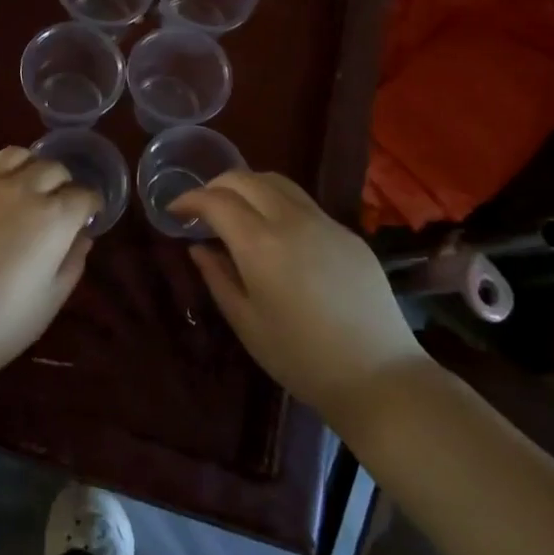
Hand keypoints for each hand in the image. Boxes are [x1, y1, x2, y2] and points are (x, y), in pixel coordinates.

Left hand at [0, 147, 99, 396]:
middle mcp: (20, 190)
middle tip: (60, 204)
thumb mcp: (49, 302)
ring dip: (29, 167)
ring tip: (26, 187)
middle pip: (52, 168)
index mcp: (52, 217)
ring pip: (14, 155)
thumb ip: (71, 263)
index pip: (83, 194)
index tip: (89, 216)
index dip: (91, 205)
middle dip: (63, 182)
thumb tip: (80, 237)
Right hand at [170, 171, 427, 431]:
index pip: (216, 200)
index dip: (189, 199)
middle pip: (245, 178)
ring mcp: (324, 222)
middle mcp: (291, 220)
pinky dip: (277, 204)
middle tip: (202, 209)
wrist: (378, 376)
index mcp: (260, 244)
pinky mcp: (348, 233)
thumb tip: (198, 247)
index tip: (174, 211)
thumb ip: (217, 277)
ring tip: (236, 212)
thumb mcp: (246, 322)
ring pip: (277, 182)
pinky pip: (304, 204)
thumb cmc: (300, 358)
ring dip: (248, 187)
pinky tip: (277, 235)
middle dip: (216, 186)